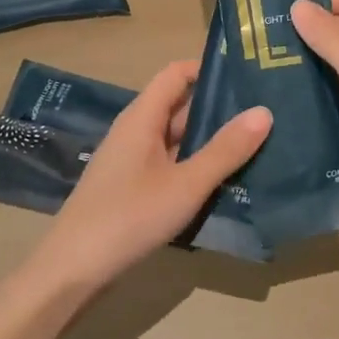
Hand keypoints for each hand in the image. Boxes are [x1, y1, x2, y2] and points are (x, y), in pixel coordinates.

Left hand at [24, 59, 270, 295]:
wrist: (73, 269)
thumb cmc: (130, 216)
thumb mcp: (186, 184)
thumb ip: (225, 150)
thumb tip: (264, 111)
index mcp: (142, 116)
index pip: (177, 73)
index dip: (209, 69)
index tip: (248, 75)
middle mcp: (135, 130)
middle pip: (179, 105)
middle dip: (218, 107)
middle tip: (265, 112)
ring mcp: (132, 159)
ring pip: (176, 138)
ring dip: (210, 140)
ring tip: (256, 143)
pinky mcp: (132, 186)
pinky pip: (169, 163)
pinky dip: (195, 164)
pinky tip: (224, 179)